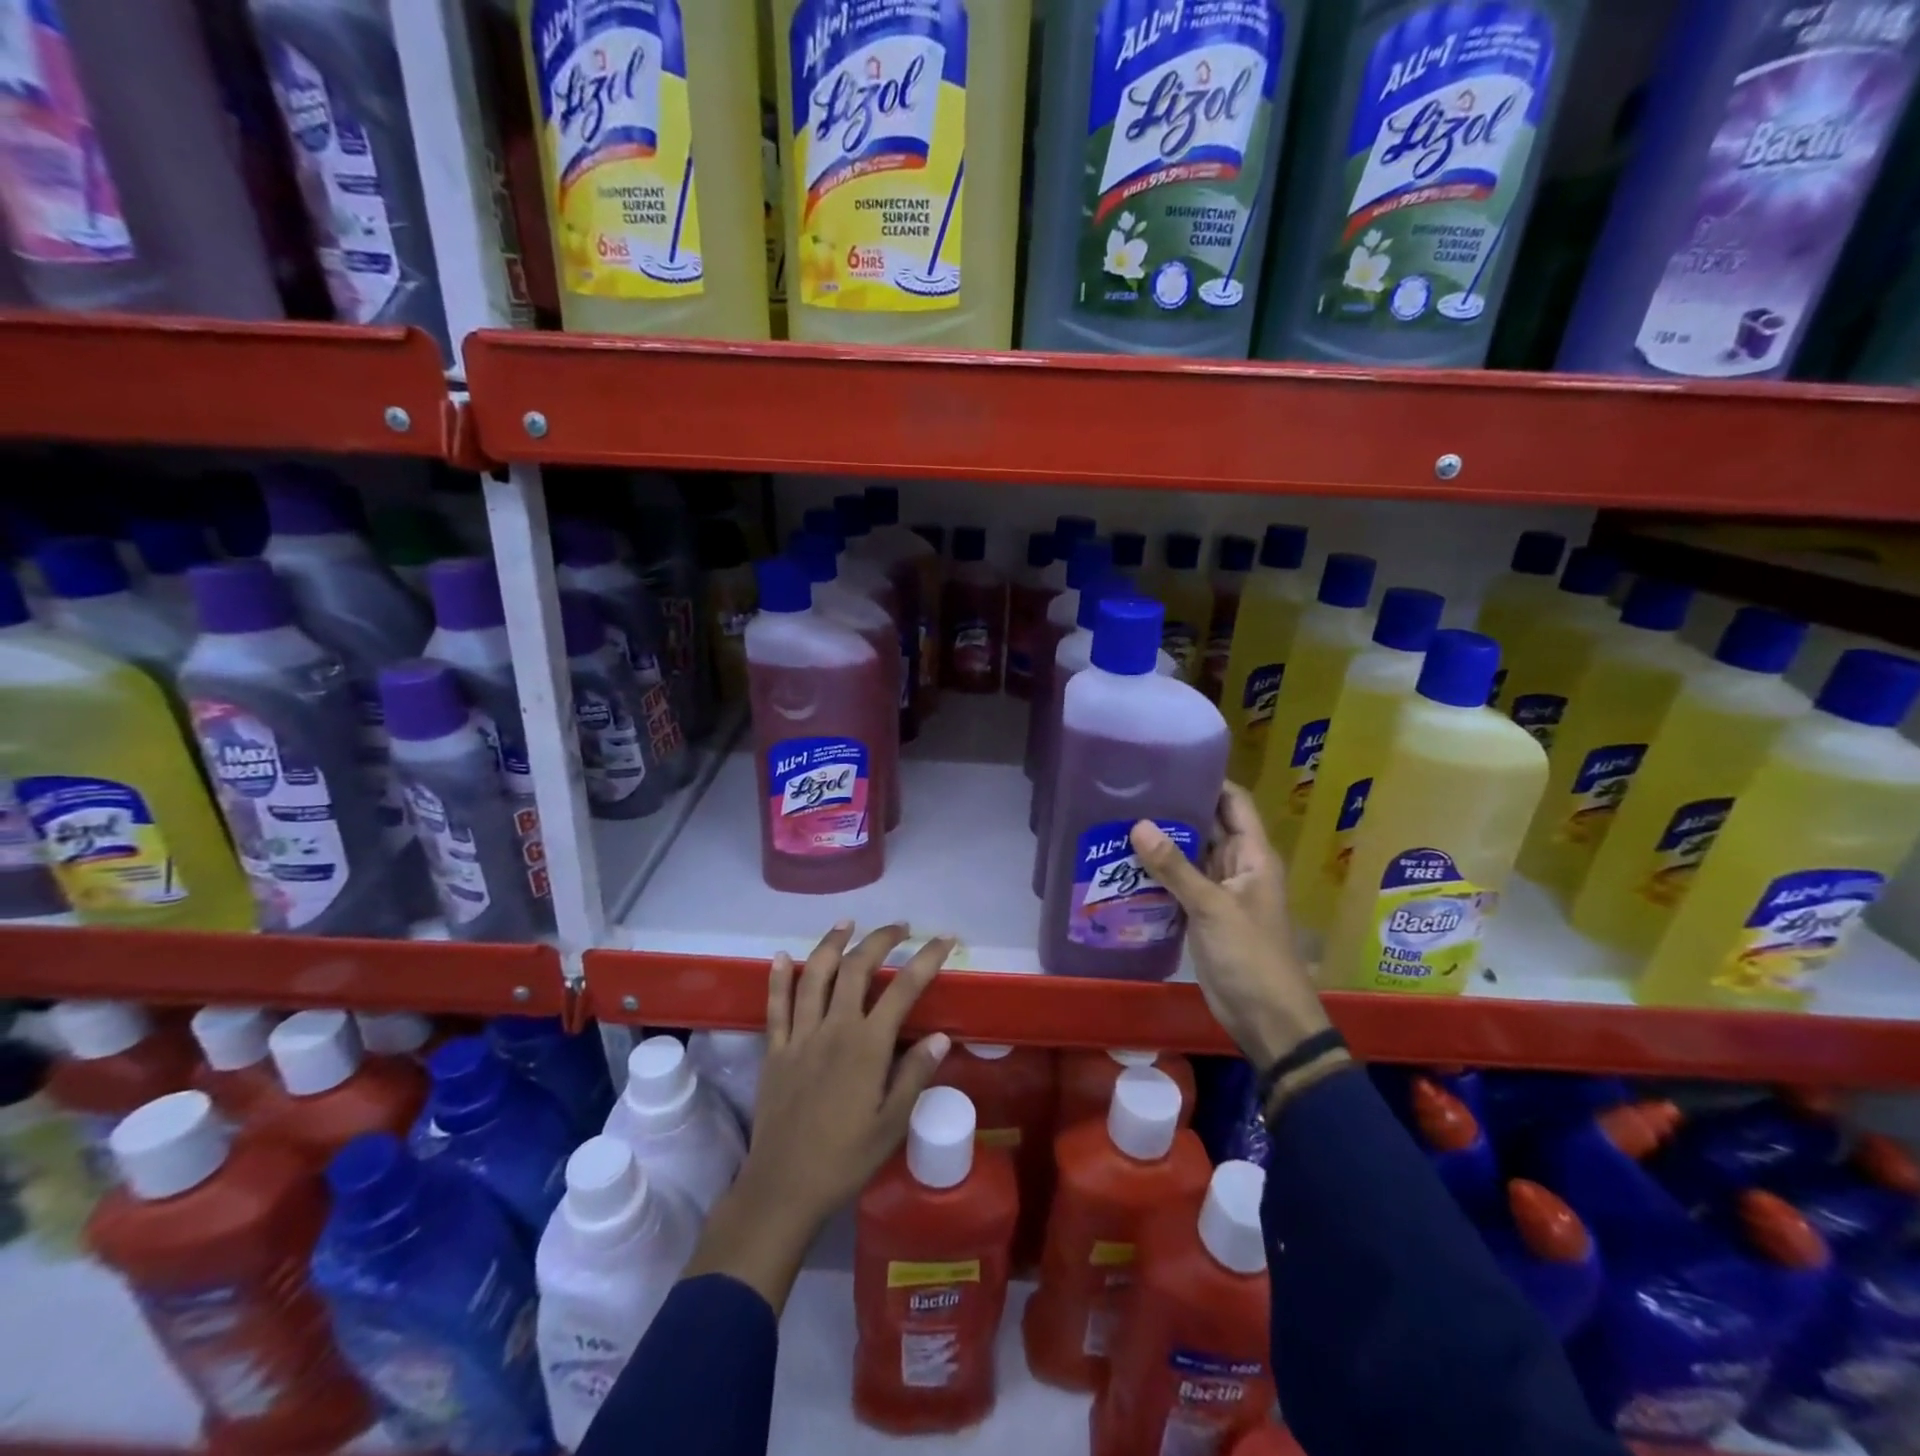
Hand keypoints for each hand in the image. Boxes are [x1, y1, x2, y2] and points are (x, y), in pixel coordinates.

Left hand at [683, 922, 953, 1311]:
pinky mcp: (774, 1049)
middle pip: (857, 968)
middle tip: (900, 926)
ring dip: (832, 943)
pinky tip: (783, 956)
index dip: (927, 958)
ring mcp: (800, 1036)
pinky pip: (775, 1005)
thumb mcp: (892, 1125)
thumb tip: (941, 1036)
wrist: (783, 1188)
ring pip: (815, 975)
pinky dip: (779, 977)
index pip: (904, 988)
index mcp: (867, 1046)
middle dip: (880, 939)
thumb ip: (915, 1075)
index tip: (945, 939)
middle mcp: (834, 1028)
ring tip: (847, 923)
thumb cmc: (845, 1160)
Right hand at [1130, 782, 1333, 1068]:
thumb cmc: (1251, 956)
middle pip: (1208, 825)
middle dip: (1174, 809)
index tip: (1169, 763)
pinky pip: (1179, 884)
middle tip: (1129, 790)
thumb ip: (1175, 867)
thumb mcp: (1212, 908)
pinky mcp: (1203, 914)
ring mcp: (1219, 891)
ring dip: (1162, 842)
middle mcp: (1237, 866)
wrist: (1266, 1018)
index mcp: (1253, 855)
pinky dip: (1158, 874)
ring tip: (1118, 819)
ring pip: (1190, 855)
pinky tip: (1125, 864)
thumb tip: (1138, 825)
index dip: (1208, 780)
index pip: (1233, 802)